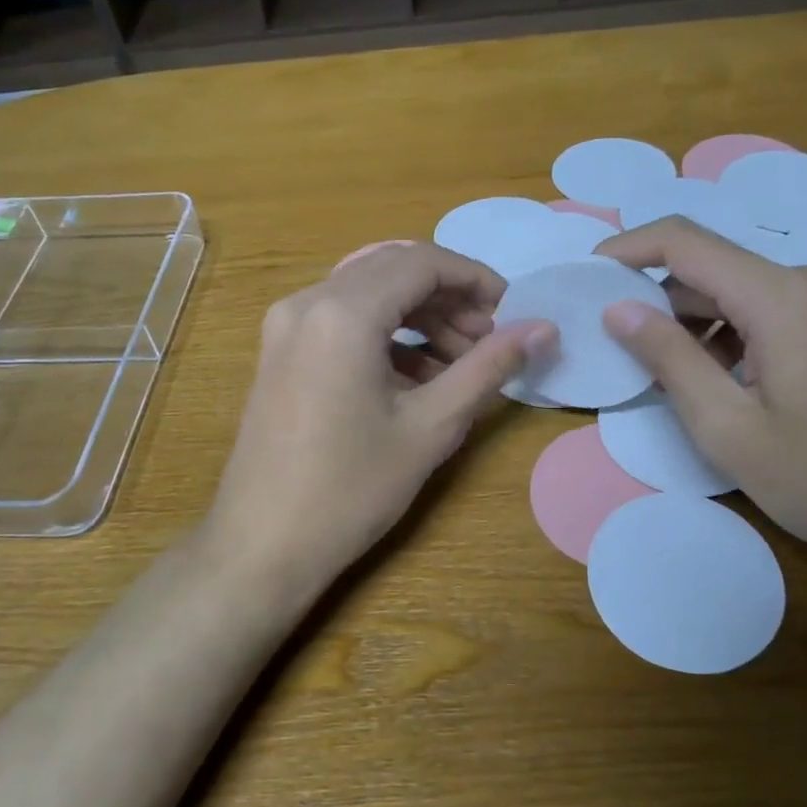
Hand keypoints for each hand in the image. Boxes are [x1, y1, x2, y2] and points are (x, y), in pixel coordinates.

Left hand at [206, 242, 555, 599]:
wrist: (262, 545)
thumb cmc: (351, 489)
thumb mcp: (431, 426)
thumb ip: (488, 367)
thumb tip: (543, 329)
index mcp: (342, 312)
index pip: (421, 262)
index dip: (474, 279)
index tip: (511, 312)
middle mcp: (307, 302)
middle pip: (391, 269)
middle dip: (448, 296)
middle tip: (488, 340)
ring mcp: (286, 326)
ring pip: (366, 291)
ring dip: (418, 314)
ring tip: (460, 361)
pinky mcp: (279, 352)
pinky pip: (341, 319)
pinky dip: (385, 333)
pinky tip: (417, 376)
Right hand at [595, 217, 806, 576]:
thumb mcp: (728, 428)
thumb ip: (668, 359)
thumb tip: (619, 309)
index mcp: (783, 296)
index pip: (684, 242)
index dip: (627, 249)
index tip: (587, 276)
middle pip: (713, 268)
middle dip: (657, 299)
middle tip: (616, 344)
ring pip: (743, 292)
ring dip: (695, 322)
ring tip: (664, 375)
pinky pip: (774, 311)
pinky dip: (733, 334)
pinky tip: (720, 380)